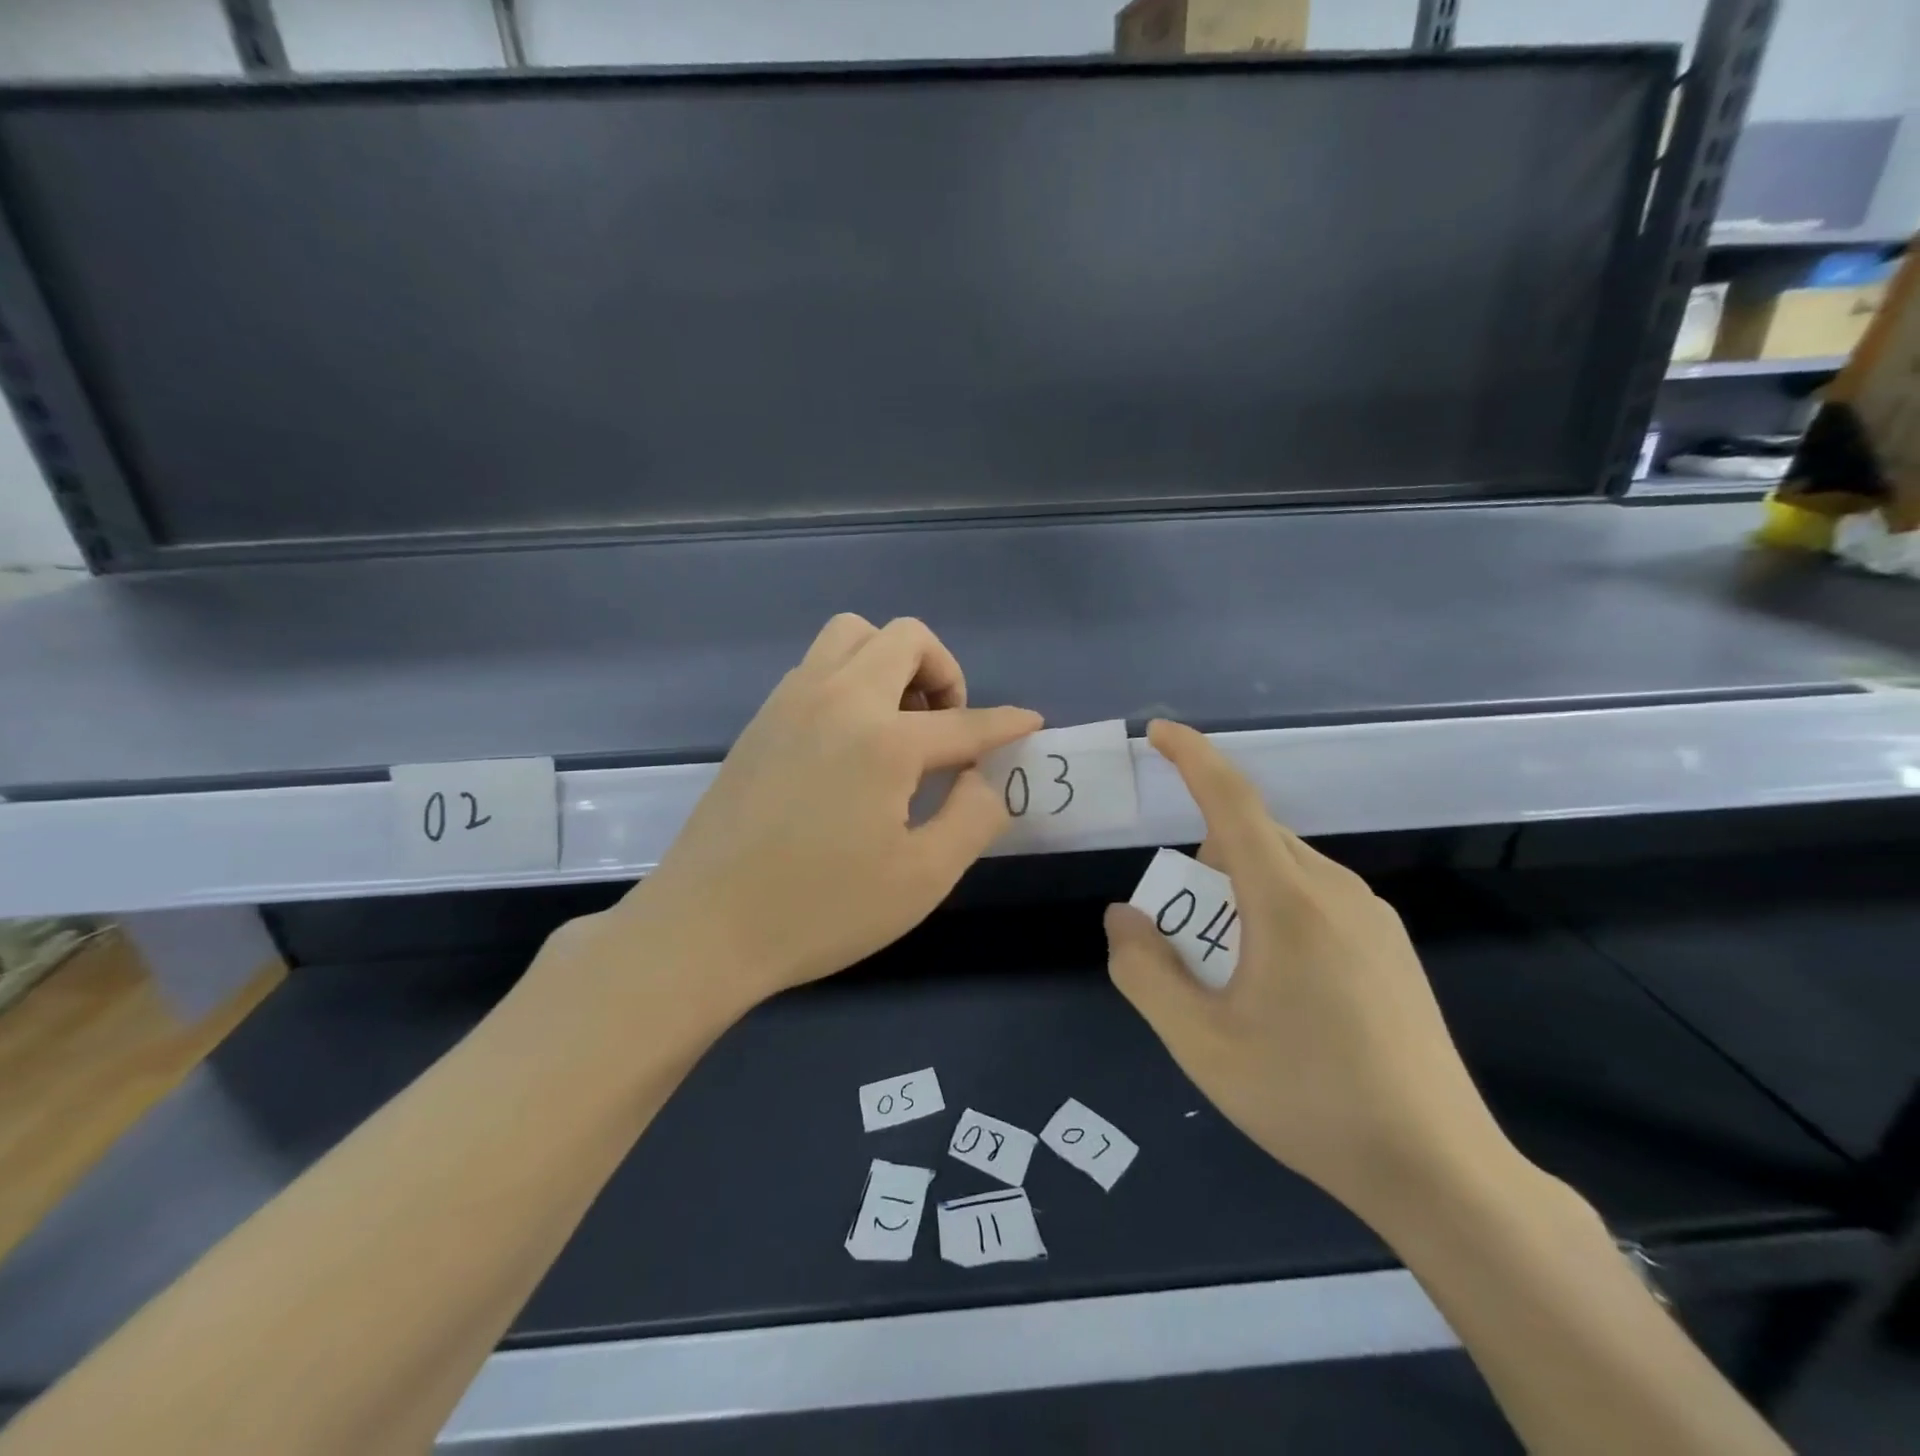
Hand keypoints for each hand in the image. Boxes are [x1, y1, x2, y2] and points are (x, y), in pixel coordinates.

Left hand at [607, 614, 1040, 1010]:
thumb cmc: (821, 910)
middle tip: (947, 729)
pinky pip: (818, 665)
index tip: (1030, 723)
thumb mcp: (922, 878)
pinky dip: (851, 678)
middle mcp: (838, 698)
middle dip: (944, 672)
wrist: (705, 928)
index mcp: (884, 739)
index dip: (1006, 723)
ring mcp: (791, 702)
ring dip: (892, 662)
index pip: (965, 721)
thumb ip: (973, 818)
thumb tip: (982, 778)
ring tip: (900, 724)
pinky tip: (852, 740)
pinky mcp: (760, 719)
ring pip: (853, 635)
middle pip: (906, 637)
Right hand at [1106, 721, 1513, 1220]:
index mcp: (1288, 901)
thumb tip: (1122, 917)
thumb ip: (1145, 972)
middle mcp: (1335, 890)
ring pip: (1284, 868)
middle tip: (1177, 932)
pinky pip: (1314, 896)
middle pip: (1252, 839)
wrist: (1439, 1170)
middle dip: (1201, 860)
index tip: (1159, 732)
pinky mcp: (1390, 946)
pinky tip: (1275, 981)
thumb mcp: (1200, 1043)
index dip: (1193, 758)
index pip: (1232, 802)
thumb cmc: (1308, 1099)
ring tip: (1225, 967)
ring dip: (1236, 889)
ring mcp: (1372, 918)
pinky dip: (1272, 907)